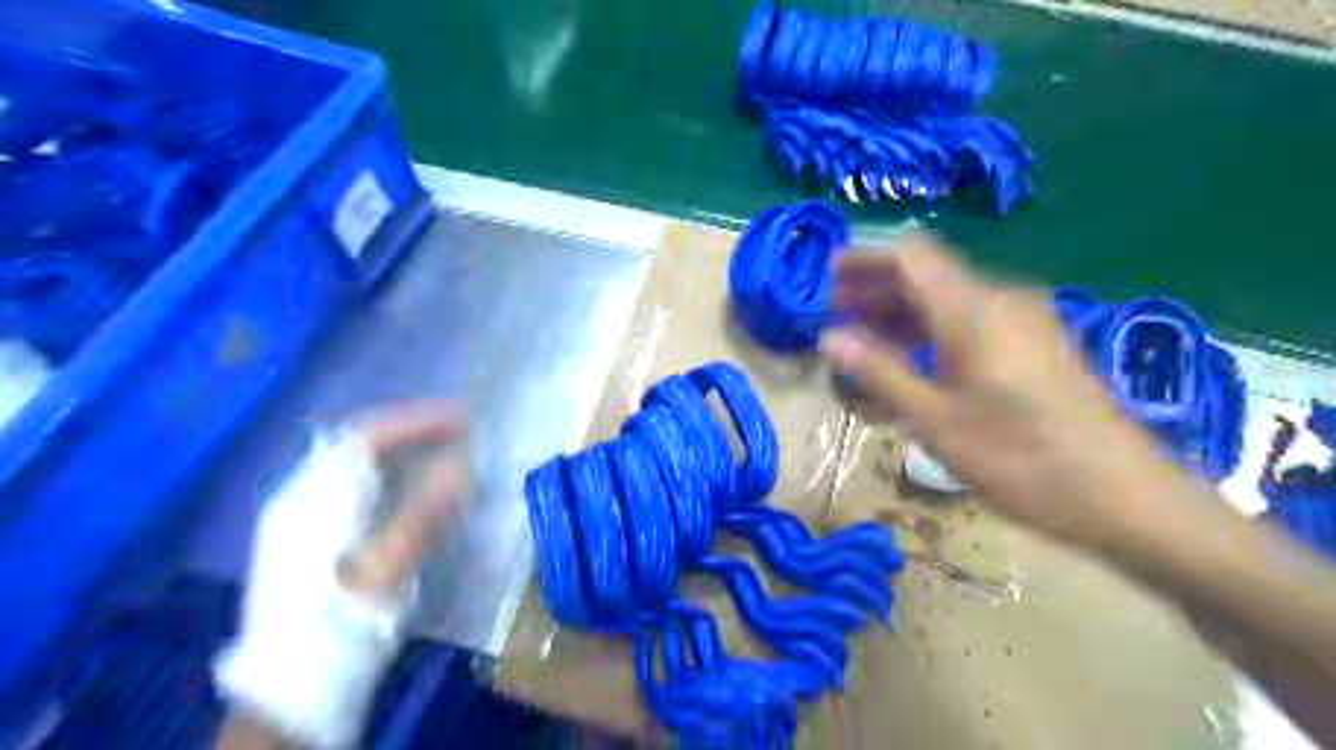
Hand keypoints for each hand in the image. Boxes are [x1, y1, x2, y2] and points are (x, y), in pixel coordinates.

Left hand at [218, 402, 465, 749]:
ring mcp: (310, 517)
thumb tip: (463, 466)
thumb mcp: (385, 571)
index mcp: (314, 499)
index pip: (367, 436)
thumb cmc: (338, 624)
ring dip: (411, 455)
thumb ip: (423, 515)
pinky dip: (401, 479)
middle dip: (418, 434)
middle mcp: (307, 497)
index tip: (463, 418)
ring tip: (455, 454)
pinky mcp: (321, 537)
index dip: (417, 421)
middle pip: (365, 447)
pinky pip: (365, 489)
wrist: (294, 685)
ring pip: (365, 467)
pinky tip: (426, 491)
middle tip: (467, 433)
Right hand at [825, 238, 1189, 548]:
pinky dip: (930, 331)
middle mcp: (1000, 301)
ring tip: (861, 338)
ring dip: (901, 312)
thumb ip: (881, 373)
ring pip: (947, 300)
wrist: (1124, 496)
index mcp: (974, 312)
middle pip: (928, 274)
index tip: (827, 276)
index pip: (911, 256)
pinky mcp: (1034, 345)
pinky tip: (910, 359)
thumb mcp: (936, 421)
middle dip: (876, 288)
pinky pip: (970, 321)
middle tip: (834, 313)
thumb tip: (830, 337)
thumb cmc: (1021, 460)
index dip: (866, 258)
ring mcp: (1023, 322)